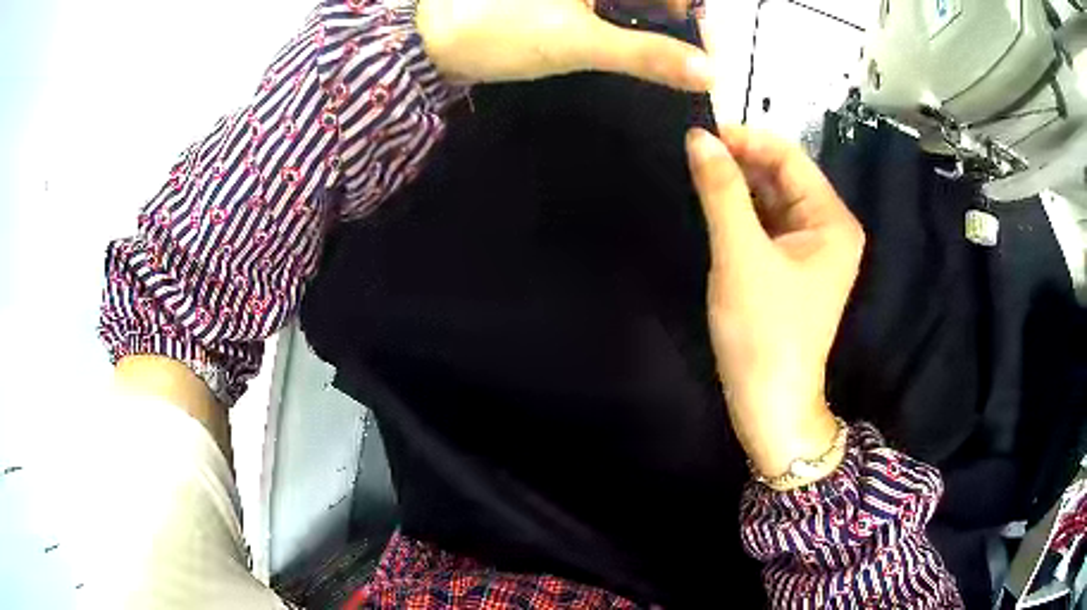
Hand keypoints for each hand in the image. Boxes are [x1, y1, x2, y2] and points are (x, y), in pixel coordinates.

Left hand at [415, 0, 711, 90]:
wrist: (428, 42)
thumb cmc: (498, 31)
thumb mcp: (578, 43)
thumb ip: (647, 55)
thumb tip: (709, 73)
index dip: (688, 8)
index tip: (701, 42)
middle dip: (670, 16)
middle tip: (687, 56)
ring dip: (648, 21)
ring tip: (663, 55)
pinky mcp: (561, 2)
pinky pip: (604, 5)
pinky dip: (621, 22)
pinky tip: (628, 43)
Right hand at [685, 126, 864, 478]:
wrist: (768, 402)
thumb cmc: (763, 330)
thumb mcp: (740, 254)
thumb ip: (721, 190)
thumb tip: (698, 137)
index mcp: (831, 220)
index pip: (789, 157)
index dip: (746, 139)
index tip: (700, 134)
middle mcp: (828, 228)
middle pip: (782, 177)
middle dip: (740, 163)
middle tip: (692, 155)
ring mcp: (812, 250)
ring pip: (772, 200)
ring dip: (737, 187)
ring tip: (696, 176)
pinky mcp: (793, 268)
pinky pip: (768, 226)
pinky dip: (742, 213)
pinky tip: (713, 207)